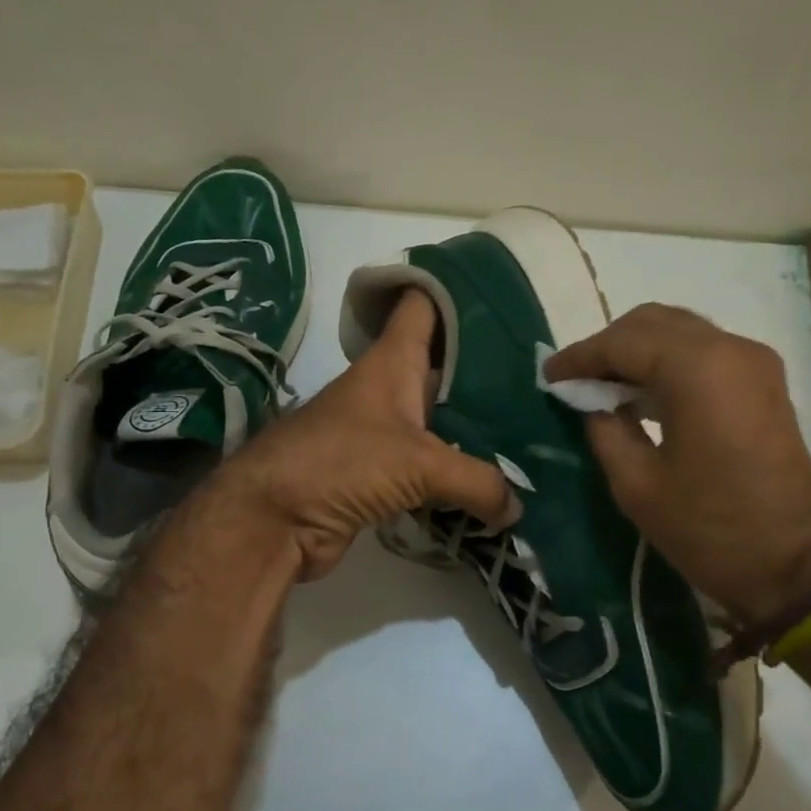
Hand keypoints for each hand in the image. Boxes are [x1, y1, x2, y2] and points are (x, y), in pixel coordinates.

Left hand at [210, 290, 520, 580]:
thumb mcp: (418, 463)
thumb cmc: (340, 463)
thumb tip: (516, 508)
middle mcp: (388, 391)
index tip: (500, 292)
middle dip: (486, 372)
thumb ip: (476, 480)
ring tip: (530, 432)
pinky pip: (430, 467)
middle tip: (539, 380)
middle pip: (443, 368)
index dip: (454, 290)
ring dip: (477, 429)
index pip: (422, 306)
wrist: (272, 520)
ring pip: (440, 421)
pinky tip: (495, 482)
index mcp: (391, 362)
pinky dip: (458, 474)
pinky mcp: (380, 476)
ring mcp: (383, 434)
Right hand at [544, 303, 810, 628]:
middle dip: (608, 345)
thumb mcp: (637, 485)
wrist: (798, 565)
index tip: (548, 375)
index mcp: (696, 370)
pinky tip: (643, 393)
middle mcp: (729, 349)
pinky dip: (667, 360)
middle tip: (576, 381)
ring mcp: (753, 361)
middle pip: (652, 322)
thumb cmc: (711, 530)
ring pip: (679, 330)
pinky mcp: (763, 380)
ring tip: (603, 387)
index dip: (579, 357)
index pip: (622, 342)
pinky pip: (703, 350)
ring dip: (637, 350)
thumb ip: (605, 429)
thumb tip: (590, 401)